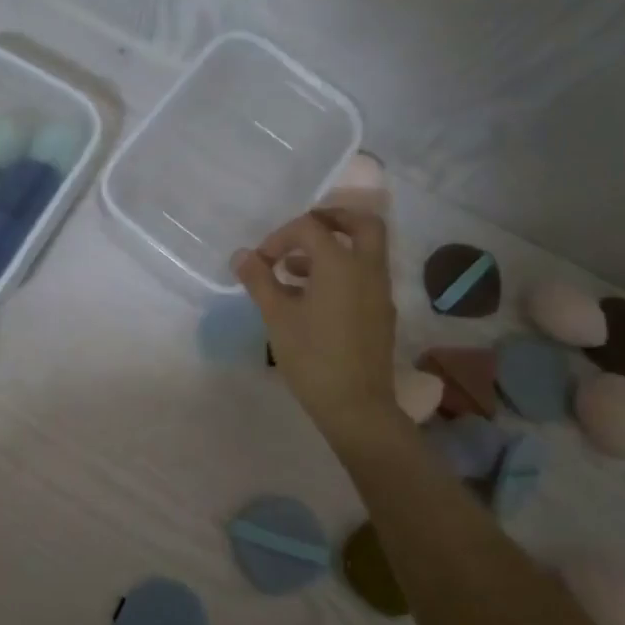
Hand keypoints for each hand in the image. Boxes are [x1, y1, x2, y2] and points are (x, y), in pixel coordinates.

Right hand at [232, 208, 395, 443]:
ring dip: (332, 249)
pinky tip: (310, 299)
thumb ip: (259, 280)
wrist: (356, 406)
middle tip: (302, 230)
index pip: (310, 228)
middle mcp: (367, 270)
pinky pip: (363, 276)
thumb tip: (242, 255)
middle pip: (361, 224)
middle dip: (332, 219)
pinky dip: (341, 272)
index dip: (280, 237)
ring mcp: (380, 292)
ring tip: (293, 272)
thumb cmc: (312, 357)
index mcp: (341, 264)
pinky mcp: (381, 313)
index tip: (260, 261)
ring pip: (363, 251)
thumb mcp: (277, 316)